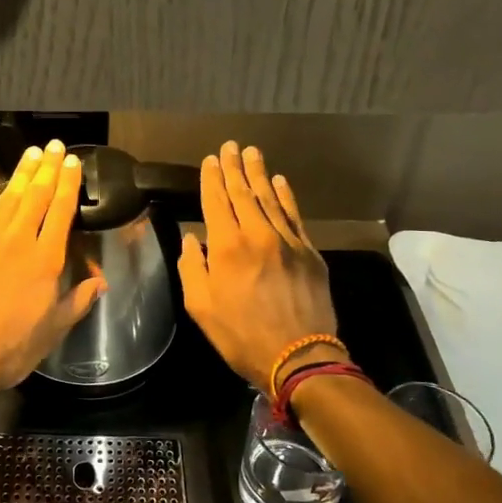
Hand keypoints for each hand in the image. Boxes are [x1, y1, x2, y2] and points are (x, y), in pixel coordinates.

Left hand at [0, 139, 105, 407]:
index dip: (68, 184)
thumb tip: (101, 283)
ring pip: (6, 198)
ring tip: (30, 152)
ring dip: (19, 173)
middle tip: (53, 146)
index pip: (61, 212)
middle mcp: (17, 241)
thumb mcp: (54, 330)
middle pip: (35, 196)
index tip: (72, 162)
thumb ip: (78, 301)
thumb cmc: (12, 349)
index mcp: (45, 260)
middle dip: (47, 169)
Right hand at [177, 142, 339, 391]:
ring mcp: (288, 242)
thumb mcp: (200, 307)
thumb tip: (192, 239)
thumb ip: (192, 268)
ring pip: (271, 199)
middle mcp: (258, 235)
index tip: (210, 160)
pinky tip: (281, 182)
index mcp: (227, 247)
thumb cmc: (241, 335)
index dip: (212, 179)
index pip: (216, 202)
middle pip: (244, 193)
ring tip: (252, 153)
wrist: (299, 357)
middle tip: (231, 146)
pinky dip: (287, 197)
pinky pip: (295, 216)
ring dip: (260, 174)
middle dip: (235, 168)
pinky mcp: (310, 253)